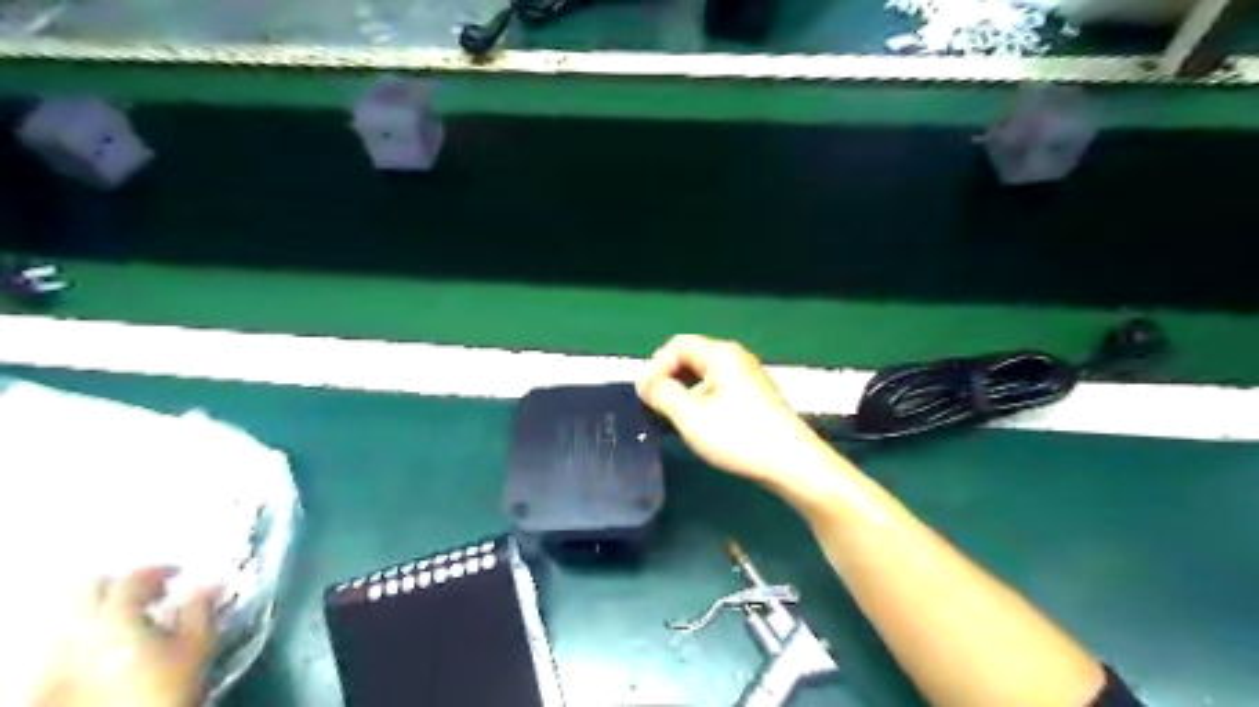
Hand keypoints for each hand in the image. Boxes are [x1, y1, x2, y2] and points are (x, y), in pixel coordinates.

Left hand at [31, 566, 218, 706]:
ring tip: (138, 623)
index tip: (178, 575)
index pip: (132, 577)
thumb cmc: (159, 689)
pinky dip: (92, 640)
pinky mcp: (48, 684)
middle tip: (153, 592)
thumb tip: (210, 587)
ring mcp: (56, 659)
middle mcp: (76, 631)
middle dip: (123, 586)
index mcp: (113, 615)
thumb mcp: (196, 646)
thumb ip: (201, 610)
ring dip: (106, 613)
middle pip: (92, 591)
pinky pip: (69, 647)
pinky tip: (115, 653)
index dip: (159, 571)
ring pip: (77, 620)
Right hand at [642, 333, 832, 489]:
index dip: (656, 366)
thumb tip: (645, 382)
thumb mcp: (690, 415)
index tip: (645, 395)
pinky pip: (718, 388)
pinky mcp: (755, 397)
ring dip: (683, 390)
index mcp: (721, 354)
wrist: (791, 462)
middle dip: (668, 377)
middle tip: (654, 405)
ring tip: (673, 417)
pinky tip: (699, 423)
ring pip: (704, 374)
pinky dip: (701, 399)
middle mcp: (736, 358)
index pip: (678, 345)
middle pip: (691, 356)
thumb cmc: (738, 436)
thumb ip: (662, 393)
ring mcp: (748, 377)